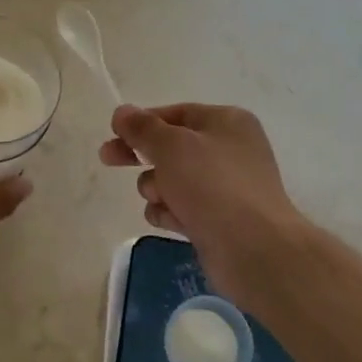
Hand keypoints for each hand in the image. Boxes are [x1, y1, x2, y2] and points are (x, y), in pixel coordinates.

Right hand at [99, 103, 309, 310]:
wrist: (253, 248)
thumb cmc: (212, 185)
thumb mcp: (171, 146)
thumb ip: (142, 128)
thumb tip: (123, 112)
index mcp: (226, 122)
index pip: (175, 113)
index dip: (142, 122)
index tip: (113, 134)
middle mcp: (229, 150)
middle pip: (171, 147)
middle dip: (140, 155)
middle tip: (108, 159)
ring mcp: (225, 187)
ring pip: (172, 180)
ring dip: (157, 188)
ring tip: (163, 199)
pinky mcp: (218, 219)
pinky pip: (181, 208)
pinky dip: (170, 213)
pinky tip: (171, 221)